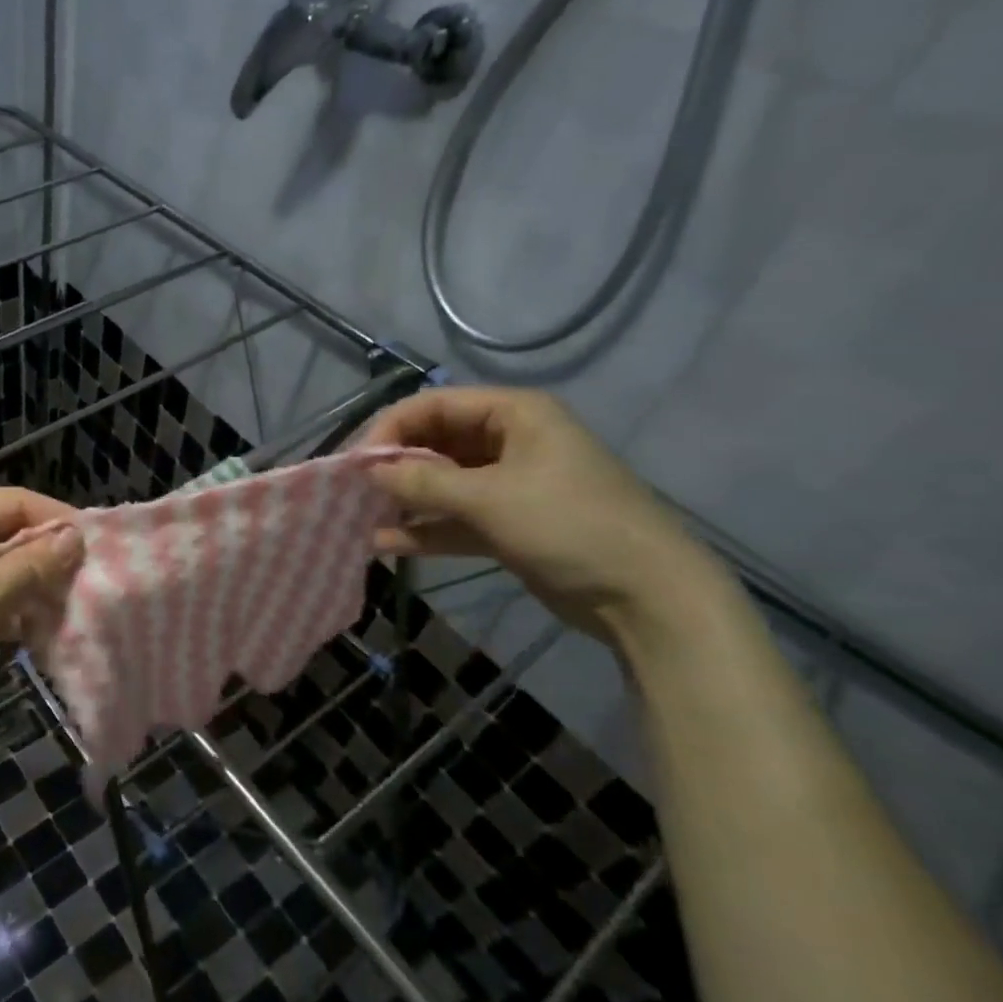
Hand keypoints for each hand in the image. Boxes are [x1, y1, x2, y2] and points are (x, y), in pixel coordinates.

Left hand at [0, 489, 83, 747]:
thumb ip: (34, 565)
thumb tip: (76, 537)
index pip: (16, 502)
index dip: (58, 521)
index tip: (99, 548)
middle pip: (8, 535)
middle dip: (48, 559)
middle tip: (90, 584)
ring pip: (0, 571)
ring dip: (33, 589)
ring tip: (72, 610)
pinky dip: (11, 612)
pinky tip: (38, 633)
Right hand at [360, 387, 722, 643]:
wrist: (647, 596)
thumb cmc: (568, 526)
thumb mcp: (489, 498)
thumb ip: (423, 480)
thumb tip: (369, 469)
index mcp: (514, 414)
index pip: (434, 405)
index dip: (391, 428)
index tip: (357, 462)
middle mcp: (510, 441)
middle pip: (436, 443)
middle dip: (395, 467)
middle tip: (356, 492)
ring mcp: (510, 485)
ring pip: (443, 483)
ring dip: (405, 500)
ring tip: (363, 518)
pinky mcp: (509, 525)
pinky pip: (456, 518)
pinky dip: (425, 529)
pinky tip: (387, 544)